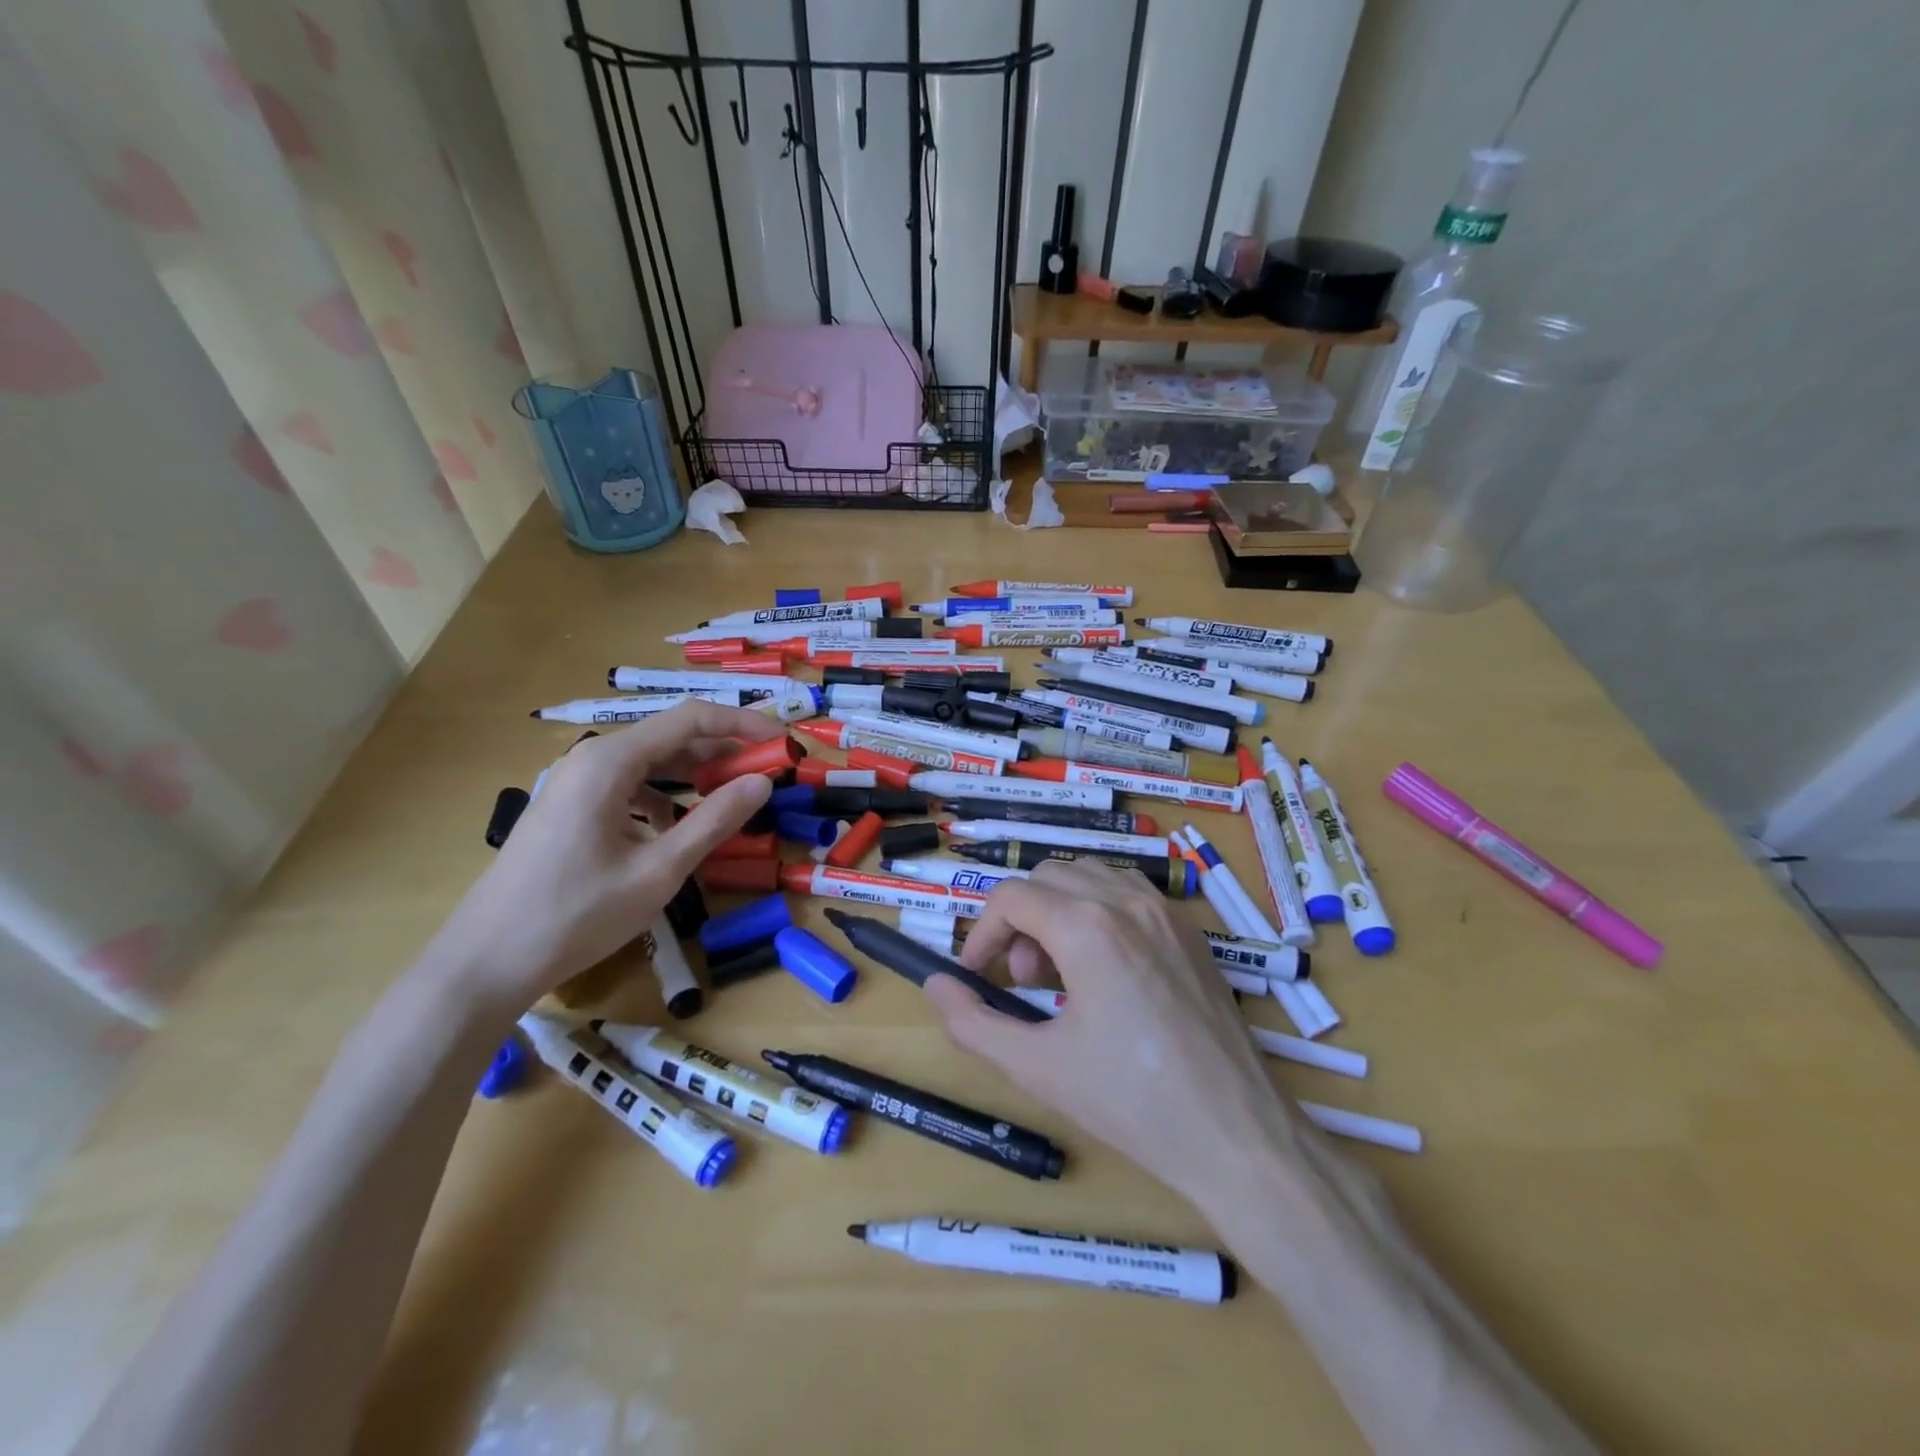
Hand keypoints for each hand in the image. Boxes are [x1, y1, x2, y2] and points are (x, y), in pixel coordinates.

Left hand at [424, 702, 782, 1005]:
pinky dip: (664, 798)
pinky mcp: (569, 808)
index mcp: (610, 761)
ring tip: (732, 801)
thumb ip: (714, 821)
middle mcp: (591, 759)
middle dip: (723, 752)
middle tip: (766, 777)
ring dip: (695, 776)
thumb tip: (763, 783)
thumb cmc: (575, 915)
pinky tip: (678, 829)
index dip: (743, 724)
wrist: (484, 963)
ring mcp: (575, 783)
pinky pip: (629, 787)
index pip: (691, 718)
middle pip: (670, 737)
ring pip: (650, 763)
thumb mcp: (658, 870)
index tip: (782, 744)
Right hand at [924, 859, 1299, 1204]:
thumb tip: (935, 984)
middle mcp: (1127, 901)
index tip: (976, 975)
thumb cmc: (1131, 1101)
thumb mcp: (1036, 1066)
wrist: (1236, 1133)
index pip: (1011, 897)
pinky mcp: (1189, 930)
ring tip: (1060, 971)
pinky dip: (1098, 910)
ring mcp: (1165, 910)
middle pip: (1047, 876)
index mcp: (1088, 927)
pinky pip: (1128, 892)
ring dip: (1058, 908)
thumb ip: (973, 1021)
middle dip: (1019, 919)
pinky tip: (1104, 966)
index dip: (981, 932)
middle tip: (1022, 978)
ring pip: (1089, 875)